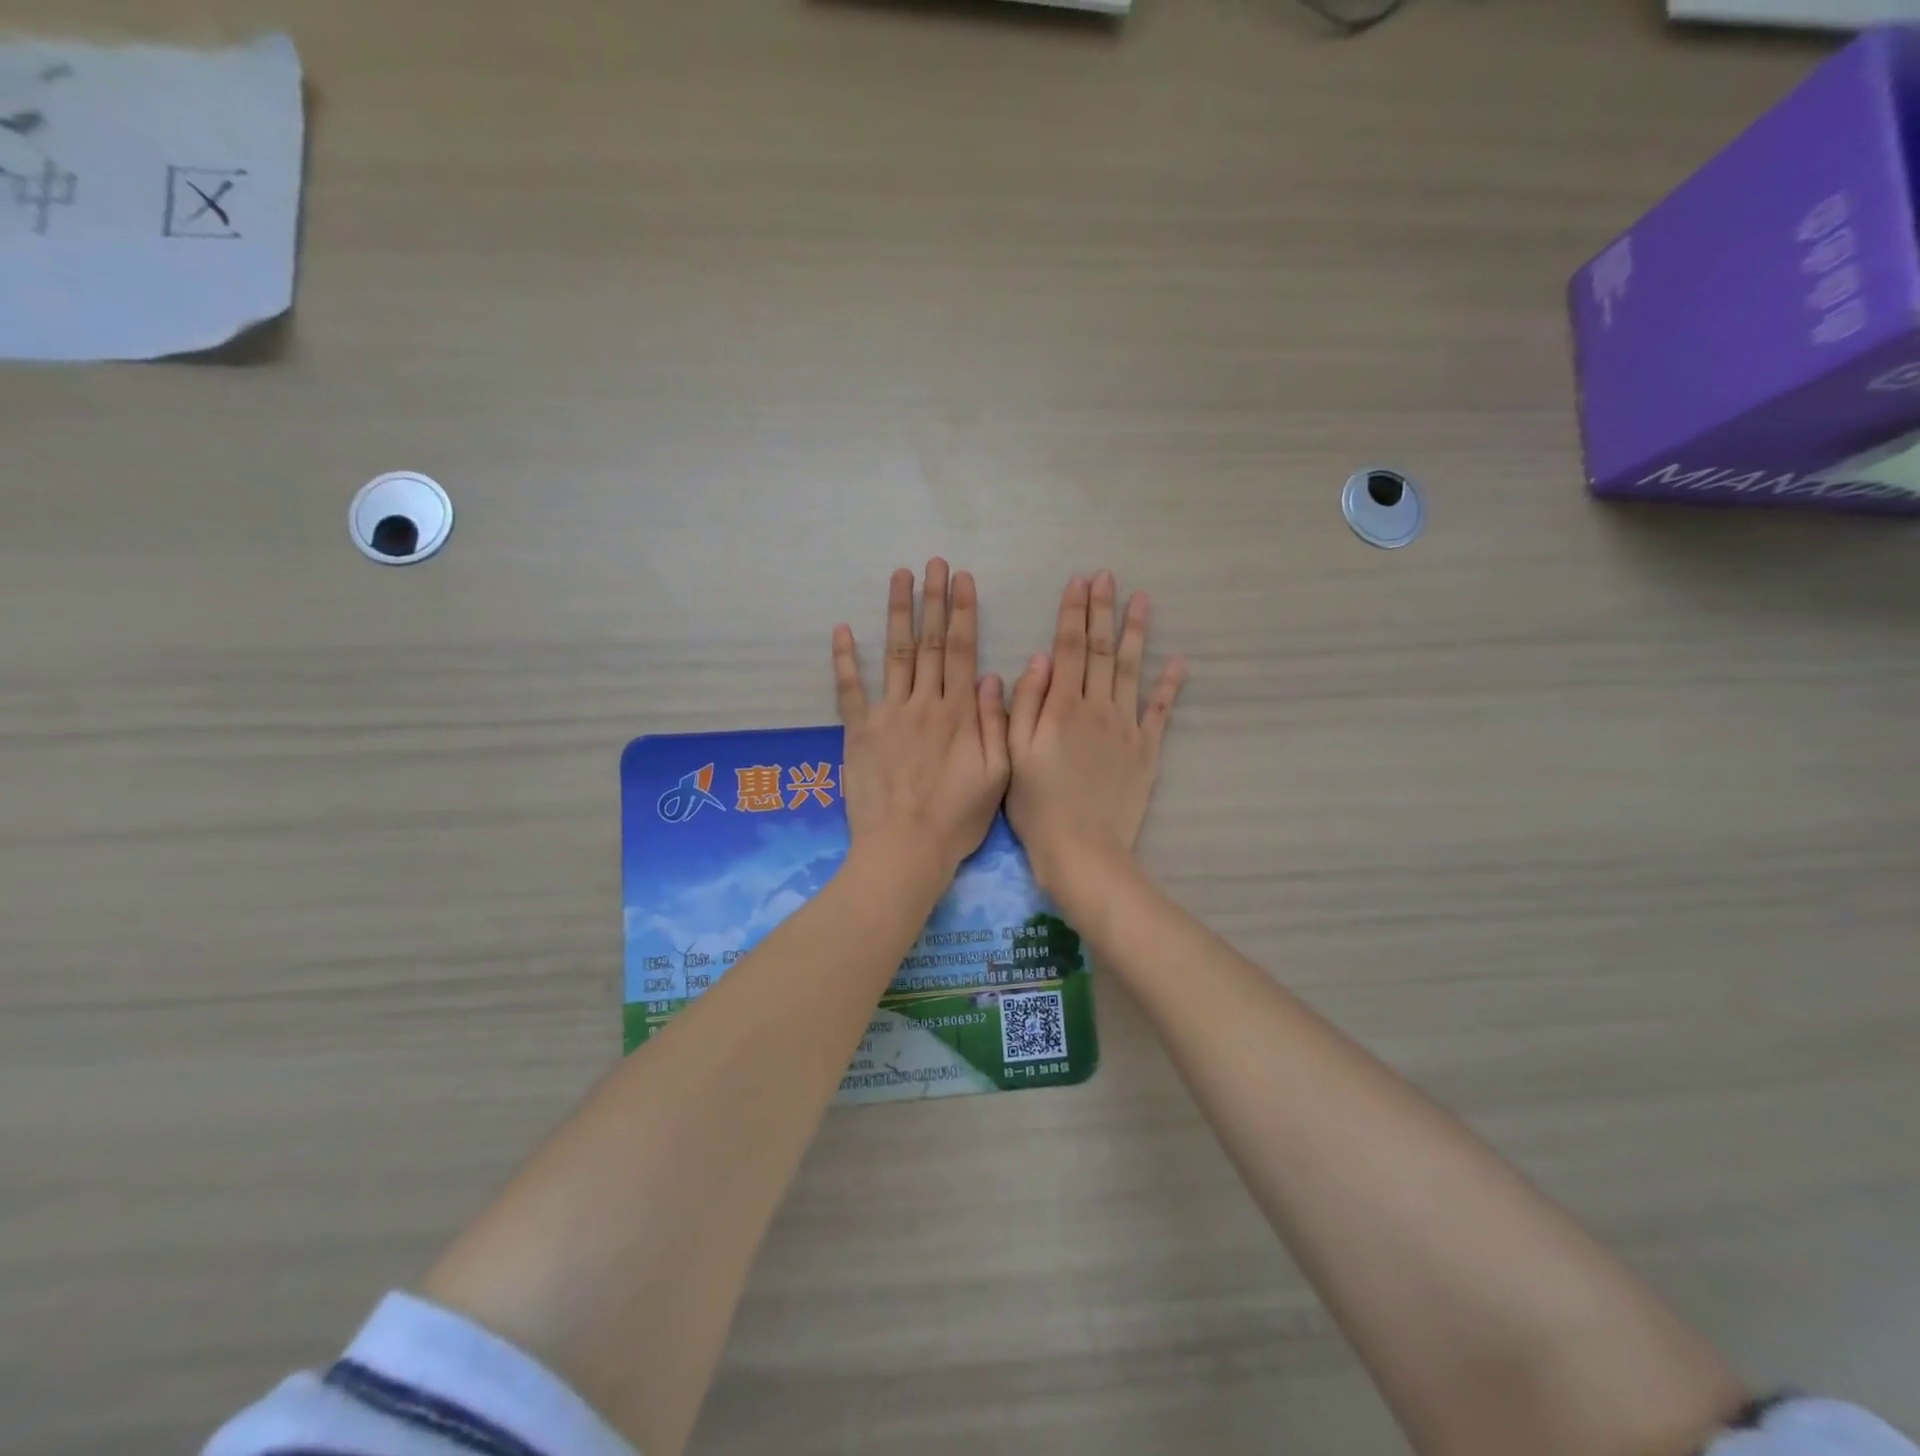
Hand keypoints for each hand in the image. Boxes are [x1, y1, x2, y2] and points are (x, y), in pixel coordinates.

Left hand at [834, 560, 1010, 880]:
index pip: (963, 651)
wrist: (905, 849)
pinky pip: (850, 690)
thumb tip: (995, 676)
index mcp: (960, 713)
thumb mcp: (997, 775)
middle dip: (933, 599)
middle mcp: (925, 703)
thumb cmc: (957, 818)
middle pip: (931, 643)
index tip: (962, 579)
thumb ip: (996, 723)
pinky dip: (846, 660)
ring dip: (898, 613)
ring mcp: (889, 714)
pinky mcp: (859, 732)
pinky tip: (842, 630)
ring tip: (899, 577)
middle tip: (933, 563)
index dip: (963, 612)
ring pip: (896, 654)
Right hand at [1007, 570, 1185, 899]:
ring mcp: (1126, 727)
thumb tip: (1038, 659)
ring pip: (1132, 670)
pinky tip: (1178, 661)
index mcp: (1061, 707)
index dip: (1072, 613)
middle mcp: (1097, 707)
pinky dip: (1169, 685)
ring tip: (1142, 600)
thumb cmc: (1037, 804)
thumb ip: (1025, 704)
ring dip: (1136, 633)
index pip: (1067, 648)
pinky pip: (1161, 711)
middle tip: (1108, 577)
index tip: (1078, 581)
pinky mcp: (1147, 750)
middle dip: (1102, 611)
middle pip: (1101, 650)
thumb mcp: (1014, 754)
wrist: (1082, 848)